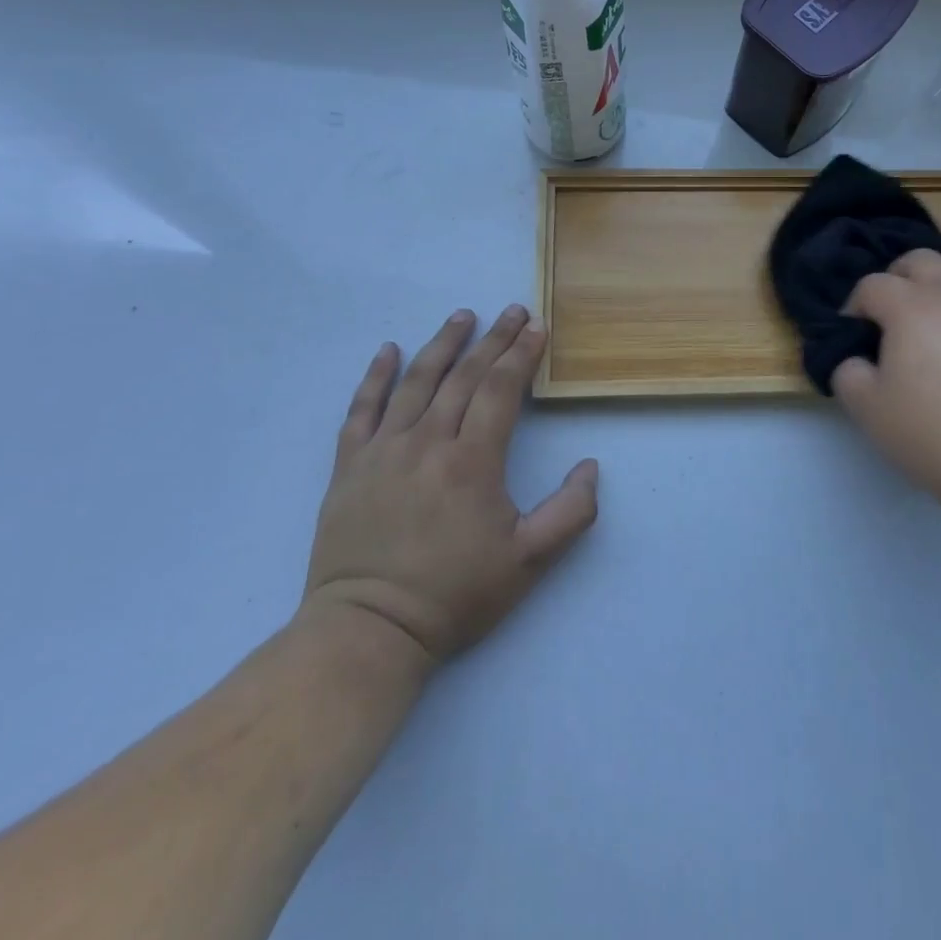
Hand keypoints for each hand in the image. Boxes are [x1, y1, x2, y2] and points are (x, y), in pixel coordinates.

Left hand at [300, 306, 598, 666]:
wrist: (369, 630)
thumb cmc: (454, 594)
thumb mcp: (529, 562)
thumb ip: (571, 513)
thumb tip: (590, 466)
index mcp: (471, 461)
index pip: (501, 391)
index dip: (521, 356)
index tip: (537, 328)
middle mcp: (427, 442)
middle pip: (464, 377)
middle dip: (493, 340)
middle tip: (512, 311)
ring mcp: (384, 450)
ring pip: (416, 381)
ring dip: (442, 344)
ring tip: (462, 316)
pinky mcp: (350, 466)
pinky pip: (362, 409)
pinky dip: (375, 376)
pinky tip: (388, 350)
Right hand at [831, 251, 940, 510]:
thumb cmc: (934, 436)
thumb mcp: (868, 410)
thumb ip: (847, 371)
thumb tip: (857, 359)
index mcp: (913, 306)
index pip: (872, 285)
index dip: (854, 306)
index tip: (853, 337)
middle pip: (919, 261)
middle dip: (896, 280)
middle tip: (890, 321)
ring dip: (937, 294)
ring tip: (933, 336)